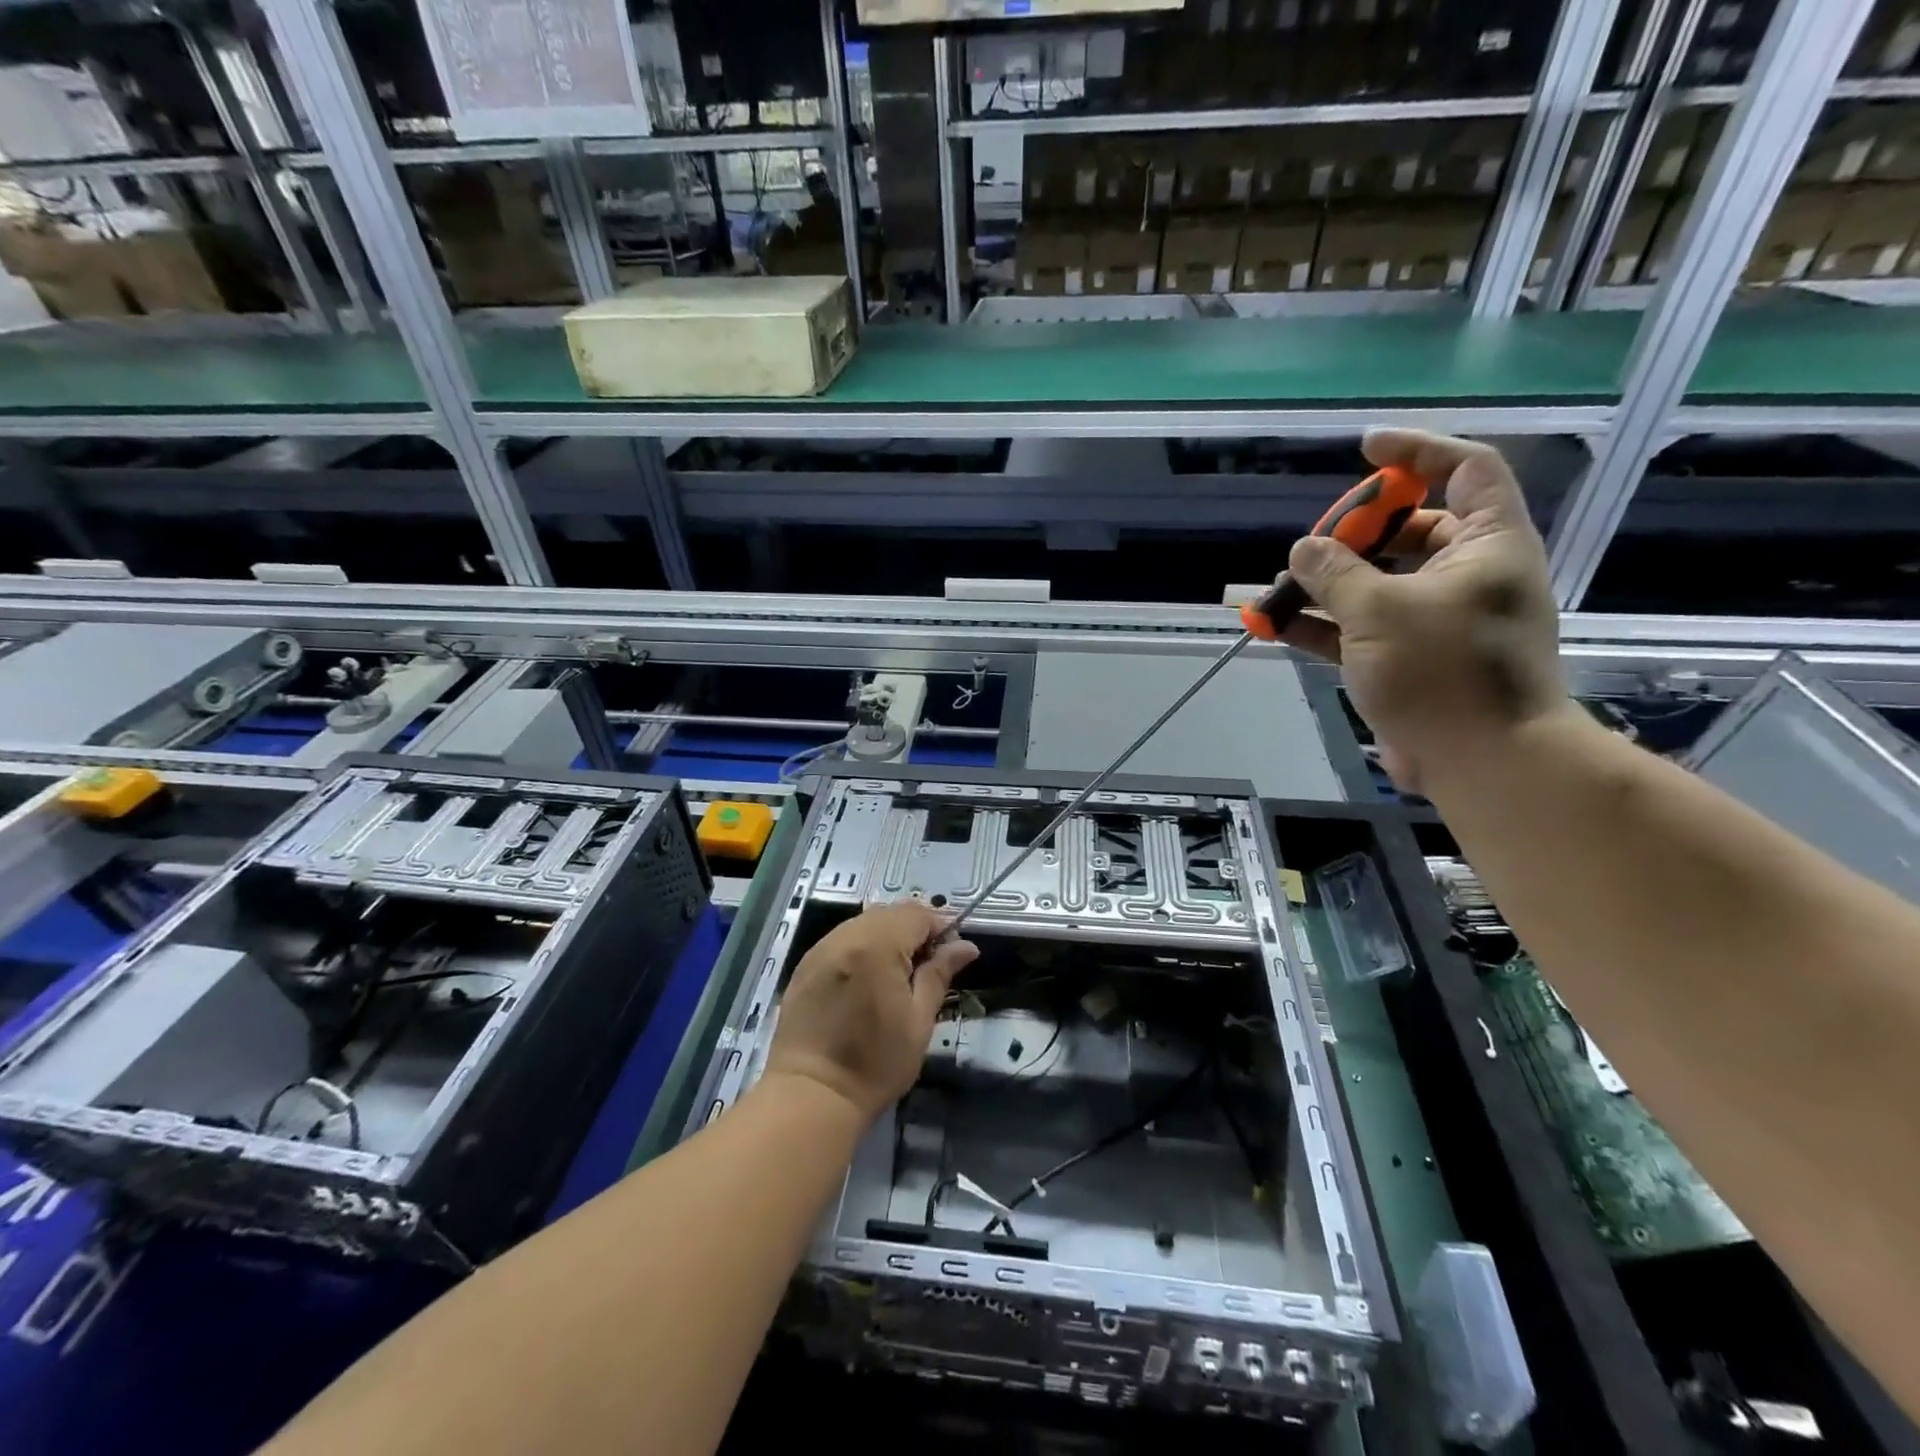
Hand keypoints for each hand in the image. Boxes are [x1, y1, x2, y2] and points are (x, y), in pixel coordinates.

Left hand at [763, 902, 978, 1122]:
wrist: (811, 1095)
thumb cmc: (875, 1063)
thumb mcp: (918, 1020)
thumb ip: (939, 974)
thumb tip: (967, 946)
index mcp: (878, 945)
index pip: (917, 914)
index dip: (940, 928)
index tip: (950, 957)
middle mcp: (846, 936)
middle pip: (889, 913)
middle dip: (913, 931)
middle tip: (925, 969)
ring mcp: (821, 948)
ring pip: (864, 923)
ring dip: (887, 937)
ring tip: (896, 976)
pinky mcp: (805, 965)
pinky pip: (842, 940)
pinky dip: (861, 948)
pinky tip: (866, 981)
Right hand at [1277, 429, 1573, 794]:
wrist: (1482, 761)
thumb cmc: (1442, 672)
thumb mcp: (1379, 611)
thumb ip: (1335, 573)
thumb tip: (1304, 549)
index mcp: (1487, 544)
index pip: (1464, 470)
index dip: (1415, 452)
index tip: (1364, 450)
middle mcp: (1469, 574)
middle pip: (1412, 530)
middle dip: (1354, 534)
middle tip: (1311, 547)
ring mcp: (1440, 619)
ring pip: (1379, 584)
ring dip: (1328, 585)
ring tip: (1277, 590)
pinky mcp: (1414, 658)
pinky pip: (1364, 628)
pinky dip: (1325, 625)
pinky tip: (1279, 627)